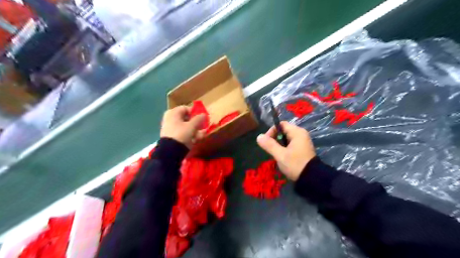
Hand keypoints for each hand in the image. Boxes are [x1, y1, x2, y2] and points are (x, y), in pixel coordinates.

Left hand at [160, 106, 205, 147]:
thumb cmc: (181, 134)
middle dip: (196, 123)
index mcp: (173, 112)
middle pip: (186, 118)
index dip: (195, 112)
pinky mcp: (172, 136)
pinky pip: (182, 133)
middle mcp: (170, 118)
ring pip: (185, 126)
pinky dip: (189, 135)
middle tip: (203, 127)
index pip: (186, 108)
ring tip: (201, 135)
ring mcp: (170, 128)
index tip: (202, 118)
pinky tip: (196, 139)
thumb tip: (204, 114)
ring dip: (194, 130)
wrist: (170, 151)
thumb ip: (199, 119)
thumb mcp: (192, 126)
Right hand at [255, 122, 315, 179]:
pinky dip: (285, 148)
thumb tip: (259, 136)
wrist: (312, 178)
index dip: (272, 131)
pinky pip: (291, 143)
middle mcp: (301, 134)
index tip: (266, 142)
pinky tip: (283, 156)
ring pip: (286, 138)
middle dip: (275, 138)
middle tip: (271, 149)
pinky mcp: (303, 148)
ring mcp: (303, 141)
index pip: (281, 124)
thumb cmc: (295, 164)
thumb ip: (269, 145)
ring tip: (276, 154)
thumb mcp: (280, 155)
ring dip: (279, 144)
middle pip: (284, 131)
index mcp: (297, 132)